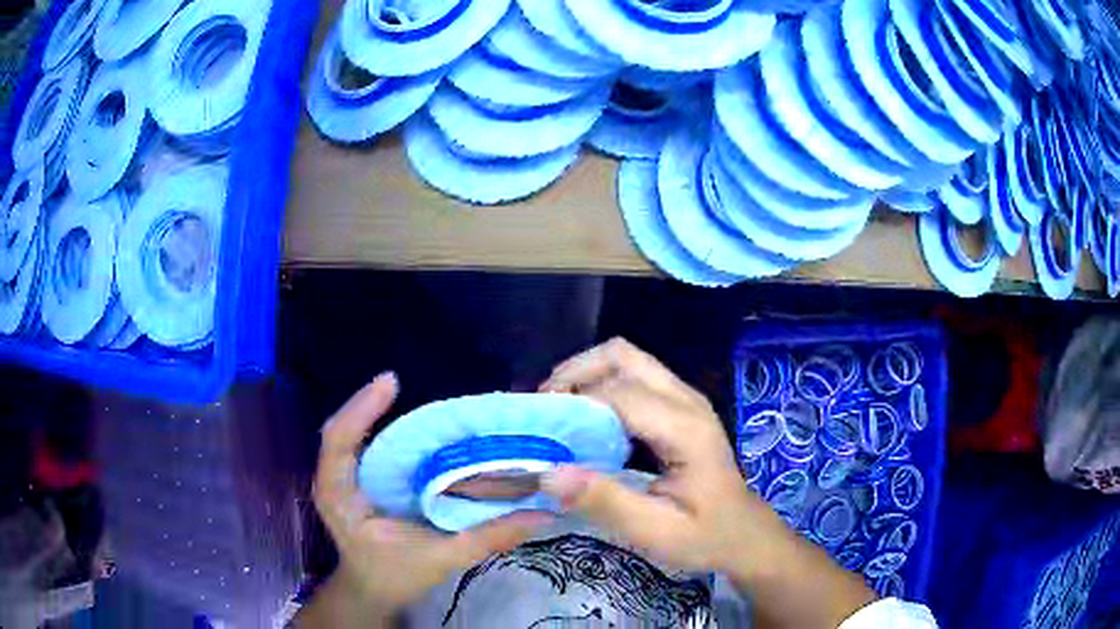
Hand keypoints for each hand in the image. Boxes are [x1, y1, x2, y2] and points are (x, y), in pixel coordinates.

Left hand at [307, 373, 550, 623]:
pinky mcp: (356, 480)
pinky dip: (387, 432)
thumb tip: (542, 514)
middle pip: (344, 428)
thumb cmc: (395, 576)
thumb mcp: (441, 559)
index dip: (361, 408)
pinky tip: (418, 431)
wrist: (372, 590)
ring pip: (354, 433)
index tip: (391, 382)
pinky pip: (365, 445)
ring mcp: (342, 478)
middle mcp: (335, 480)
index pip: (338, 441)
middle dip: (373, 403)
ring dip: (380, 414)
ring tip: (415, 400)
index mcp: (340, 496)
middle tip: (407, 385)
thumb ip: (488, 538)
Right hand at [538, 338, 785, 574]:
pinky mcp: (680, 407)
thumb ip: (605, 502)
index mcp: (685, 428)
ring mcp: (685, 399)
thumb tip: (548, 474)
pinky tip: (586, 421)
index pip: (618, 394)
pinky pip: (634, 377)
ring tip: (559, 413)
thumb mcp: (655, 532)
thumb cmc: (705, 536)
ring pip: (626, 360)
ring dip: (587, 376)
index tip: (539, 430)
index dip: (573, 404)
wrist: (744, 534)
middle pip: (622, 356)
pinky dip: (602, 387)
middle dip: (576, 373)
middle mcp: (686, 400)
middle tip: (546, 411)